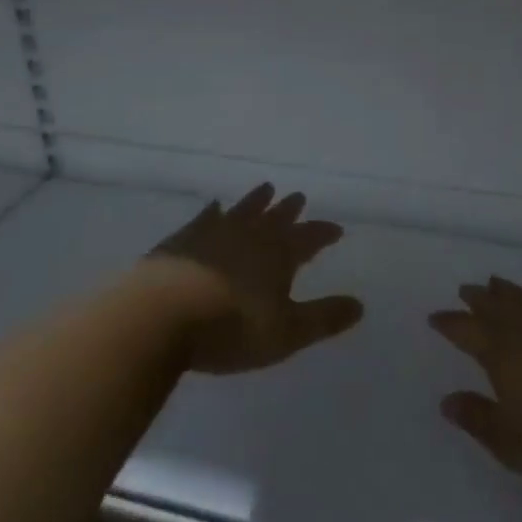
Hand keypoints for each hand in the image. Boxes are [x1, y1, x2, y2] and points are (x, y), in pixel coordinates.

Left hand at [141, 184, 363, 374]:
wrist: (160, 315)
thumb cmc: (230, 328)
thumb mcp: (286, 333)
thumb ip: (323, 318)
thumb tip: (360, 306)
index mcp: (278, 255)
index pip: (308, 238)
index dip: (322, 234)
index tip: (336, 229)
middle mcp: (249, 235)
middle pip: (275, 218)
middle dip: (290, 210)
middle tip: (299, 197)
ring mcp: (213, 233)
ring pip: (243, 210)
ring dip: (257, 201)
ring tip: (266, 188)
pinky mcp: (182, 240)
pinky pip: (205, 218)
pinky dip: (214, 211)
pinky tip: (214, 206)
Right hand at [431, 278, 521, 488]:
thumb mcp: (511, 441)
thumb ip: (478, 419)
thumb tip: (447, 401)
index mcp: (502, 351)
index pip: (467, 330)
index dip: (450, 323)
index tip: (436, 317)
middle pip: (496, 305)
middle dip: (478, 297)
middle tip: (466, 289)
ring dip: (508, 291)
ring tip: (497, 284)